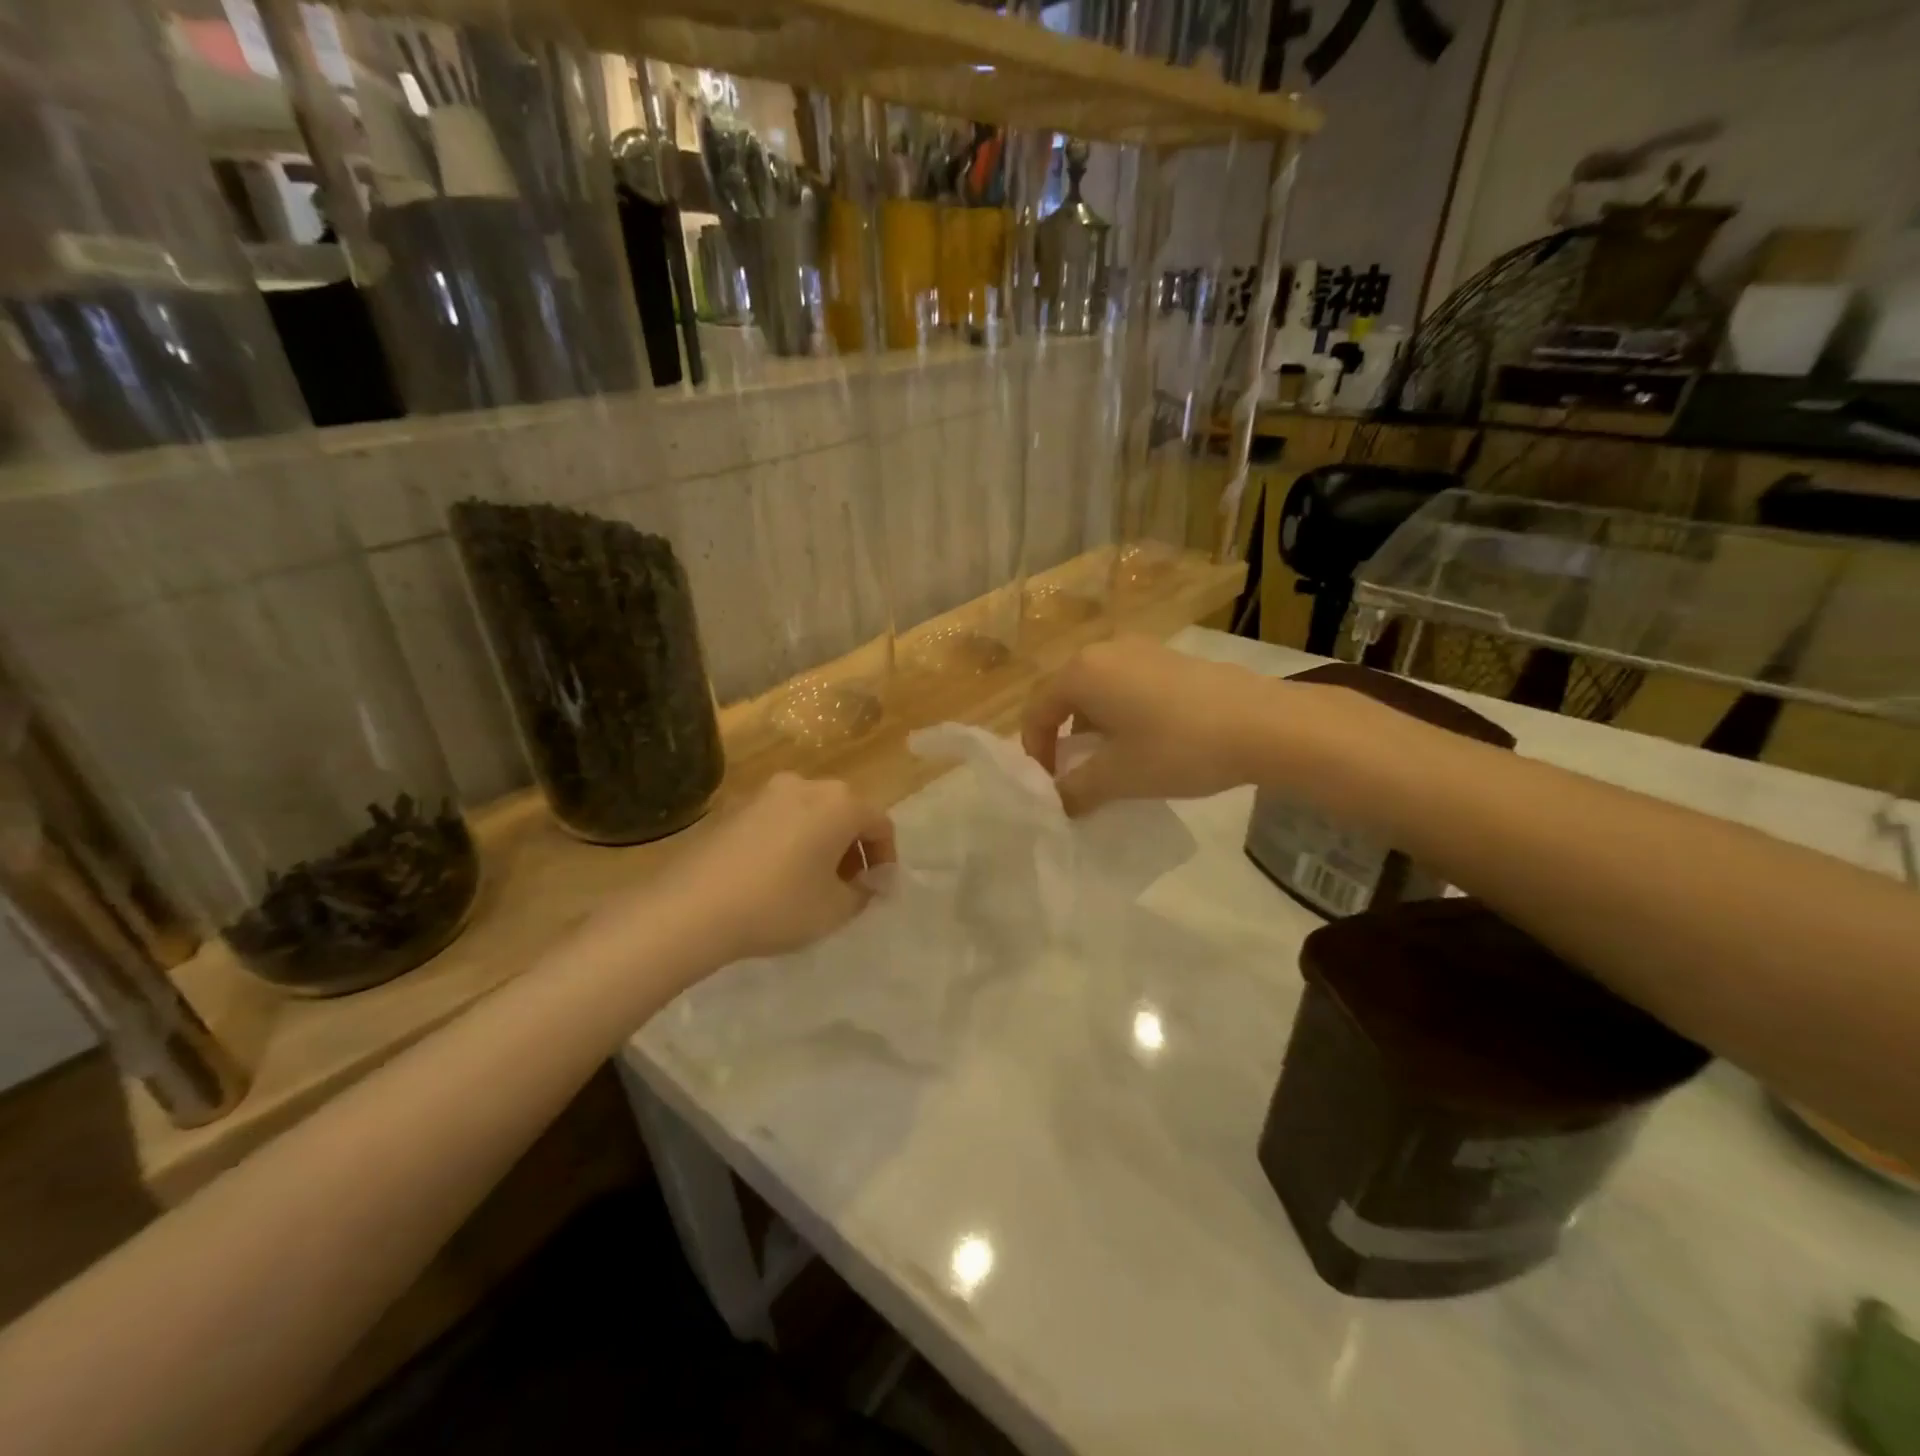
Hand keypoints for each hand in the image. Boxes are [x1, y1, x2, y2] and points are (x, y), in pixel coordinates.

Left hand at [655, 773, 895, 961]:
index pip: (880, 824)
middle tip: (847, 885)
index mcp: (840, 803)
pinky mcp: (734, 807)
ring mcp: (766, 792)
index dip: (885, 858)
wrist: (691, 907)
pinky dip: (789, 840)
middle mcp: (806, 785)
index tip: (877, 889)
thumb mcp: (835, 910)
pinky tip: (774, 875)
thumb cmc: (778, 905)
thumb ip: (863, 893)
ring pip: (810, 813)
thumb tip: (868, 883)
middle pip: (845, 812)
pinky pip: (778, 819)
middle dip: (852, 848)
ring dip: (820, 842)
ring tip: (810, 881)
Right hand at [1021, 638, 1274, 815]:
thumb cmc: (1178, 747)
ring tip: (1114, 762)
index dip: (1035, 752)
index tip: (1049, 786)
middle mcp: (1106, 650)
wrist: (1265, 724)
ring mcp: (1143, 649)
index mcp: (1082, 672)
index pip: (1036, 711)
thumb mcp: (1118, 777)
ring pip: (1099, 691)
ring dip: (1095, 728)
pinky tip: (1149, 742)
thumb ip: (1075, 790)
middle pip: (1066, 697)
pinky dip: (1123, 715)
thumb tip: (1058, 801)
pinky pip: (1129, 686)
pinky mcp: (1173, 658)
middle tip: (1077, 775)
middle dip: (1064, 739)